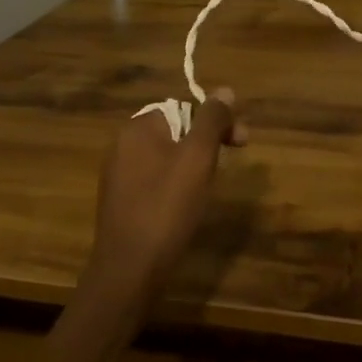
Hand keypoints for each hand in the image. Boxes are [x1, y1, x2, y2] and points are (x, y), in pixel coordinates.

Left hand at [87, 89, 246, 301]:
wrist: (129, 271)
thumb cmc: (167, 208)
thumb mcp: (198, 158)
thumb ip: (212, 120)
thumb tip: (225, 90)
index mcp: (139, 128)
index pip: (185, 107)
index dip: (217, 120)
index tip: (241, 141)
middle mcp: (123, 145)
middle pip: (177, 130)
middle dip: (209, 140)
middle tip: (235, 157)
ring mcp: (119, 175)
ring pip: (168, 155)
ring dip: (195, 162)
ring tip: (212, 184)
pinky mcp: (122, 201)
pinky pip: (157, 178)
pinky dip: (177, 183)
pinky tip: (188, 203)